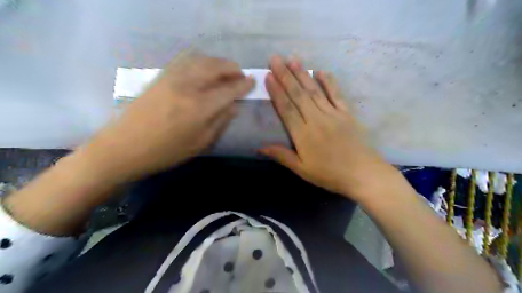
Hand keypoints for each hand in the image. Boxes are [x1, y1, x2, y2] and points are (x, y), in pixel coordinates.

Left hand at [83, 52, 254, 181]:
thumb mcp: (200, 143)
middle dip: (232, 68)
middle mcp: (188, 87)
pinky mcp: (161, 76)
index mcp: (200, 107)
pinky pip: (185, 60)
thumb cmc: (167, 151)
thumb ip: (220, 121)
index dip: (243, 84)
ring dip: (217, 62)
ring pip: (201, 59)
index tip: (252, 81)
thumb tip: (234, 106)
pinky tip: (203, 68)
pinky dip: (200, 60)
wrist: (125, 147)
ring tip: (224, 71)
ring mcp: (172, 78)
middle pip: (216, 67)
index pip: (229, 90)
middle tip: (240, 74)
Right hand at [261, 54, 391, 198]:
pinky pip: (336, 94)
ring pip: (315, 91)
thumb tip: (260, 147)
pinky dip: (329, 82)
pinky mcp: (347, 113)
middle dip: (285, 75)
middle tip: (275, 59)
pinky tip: (321, 71)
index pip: (286, 108)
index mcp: (303, 134)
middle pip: (299, 94)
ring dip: (303, 74)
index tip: (268, 76)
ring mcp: (333, 114)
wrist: (363, 174)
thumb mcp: (302, 169)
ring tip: (293, 59)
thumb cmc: (329, 174)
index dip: (276, 92)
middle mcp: (316, 119)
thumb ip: (282, 155)